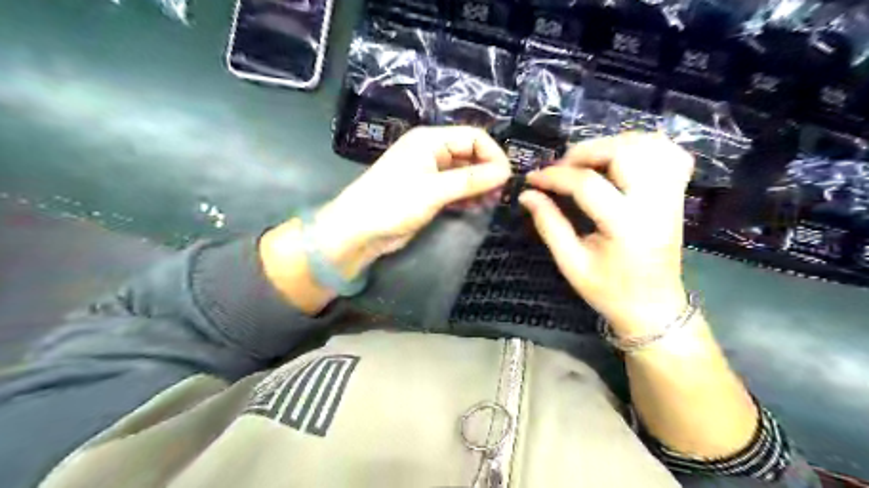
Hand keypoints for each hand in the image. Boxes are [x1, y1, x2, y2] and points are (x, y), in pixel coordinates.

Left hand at [282, 125, 509, 277]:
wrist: (359, 230)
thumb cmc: (393, 203)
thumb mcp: (434, 190)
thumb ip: (470, 180)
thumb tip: (505, 172)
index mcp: (430, 140)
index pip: (473, 137)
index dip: (493, 154)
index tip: (506, 178)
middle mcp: (432, 151)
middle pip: (470, 154)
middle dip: (487, 171)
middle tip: (501, 193)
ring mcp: (430, 172)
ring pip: (464, 172)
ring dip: (479, 185)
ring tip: (491, 202)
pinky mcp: (428, 192)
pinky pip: (455, 188)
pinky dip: (467, 195)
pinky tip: (477, 206)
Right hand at [518, 134, 696, 339]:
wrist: (654, 307)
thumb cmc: (609, 292)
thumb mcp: (571, 263)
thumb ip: (549, 224)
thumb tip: (527, 194)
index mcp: (626, 226)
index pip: (587, 184)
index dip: (554, 176)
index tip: (532, 179)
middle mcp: (655, 204)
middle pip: (623, 152)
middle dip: (585, 152)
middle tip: (562, 167)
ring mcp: (672, 196)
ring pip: (650, 145)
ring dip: (613, 144)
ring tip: (588, 161)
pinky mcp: (678, 195)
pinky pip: (669, 154)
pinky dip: (643, 146)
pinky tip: (621, 159)